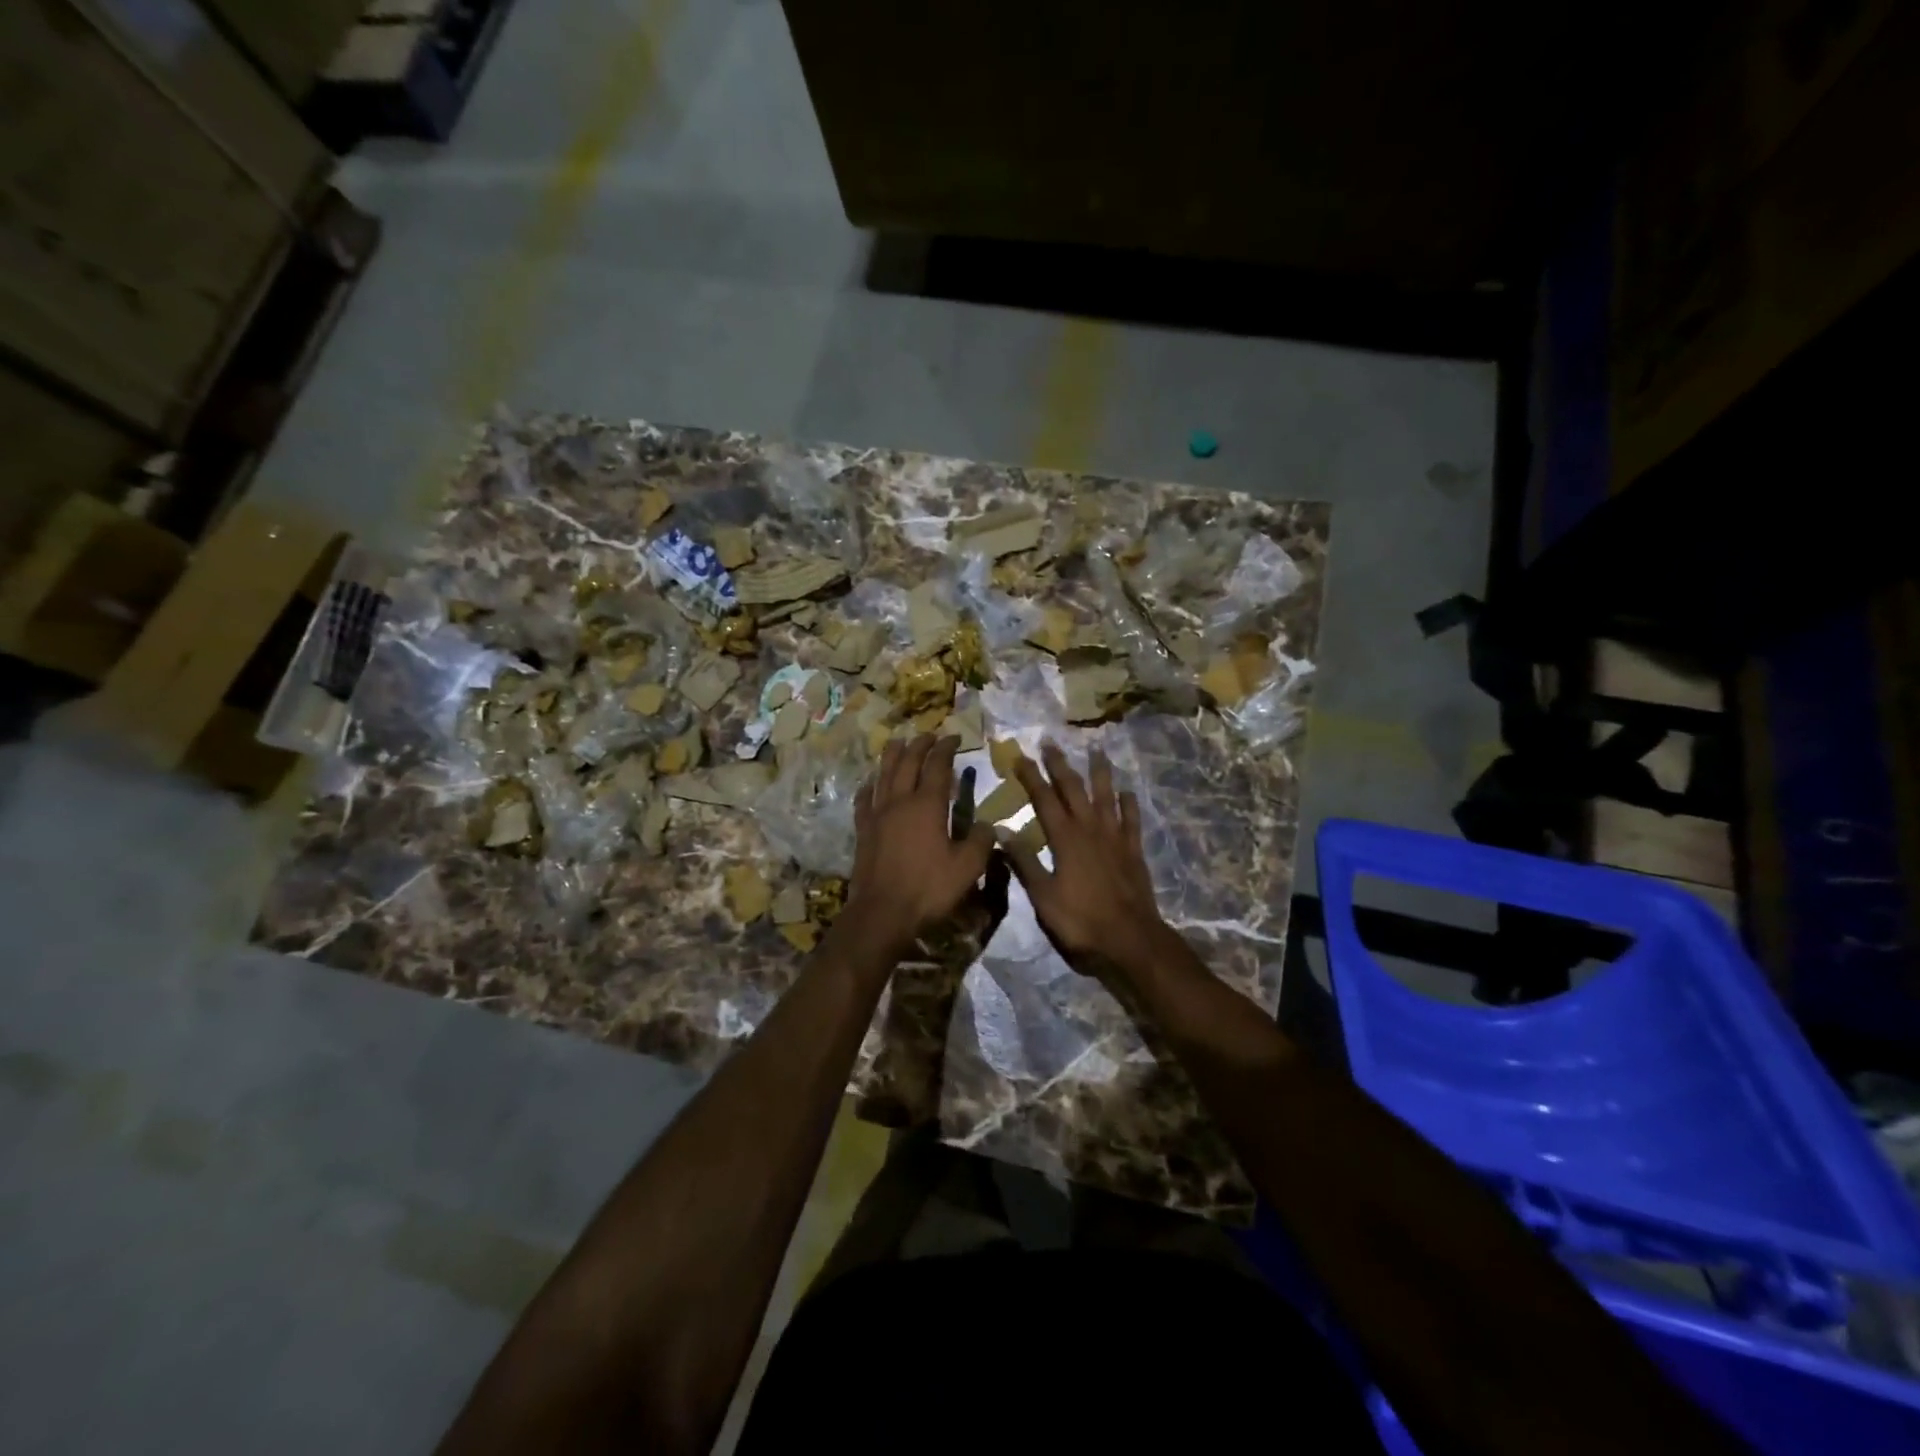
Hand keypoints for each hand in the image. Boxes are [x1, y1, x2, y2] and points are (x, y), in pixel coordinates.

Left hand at [848, 735, 995, 951]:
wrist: (882, 913)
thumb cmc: (928, 889)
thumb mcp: (967, 868)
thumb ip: (981, 842)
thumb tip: (989, 825)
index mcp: (927, 805)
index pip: (937, 766)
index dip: (945, 749)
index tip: (953, 737)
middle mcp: (900, 801)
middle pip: (908, 763)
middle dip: (919, 745)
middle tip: (928, 735)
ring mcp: (878, 815)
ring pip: (883, 775)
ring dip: (892, 756)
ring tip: (898, 742)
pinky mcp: (863, 831)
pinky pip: (864, 799)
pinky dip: (869, 785)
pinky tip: (870, 782)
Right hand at [1003, 743, 1167, 970]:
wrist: (1130, 939)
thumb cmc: (1081, 920)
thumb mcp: (1043, 896)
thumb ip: (1024, 862)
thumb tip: (1002, 830)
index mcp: (1065, 838)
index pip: (1044, 799)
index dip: (1031, 776)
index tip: (1020, 757)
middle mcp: (1090, 829)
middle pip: (1074, 789)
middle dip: (1060, 765)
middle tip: (1051, 743)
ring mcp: (1115, 837)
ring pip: (1106, 796)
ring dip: (1099, 773)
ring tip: (1096, 751)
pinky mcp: (1133, 850)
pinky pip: (1131, 819)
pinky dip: (1128, 803)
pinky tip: (1126, 792)